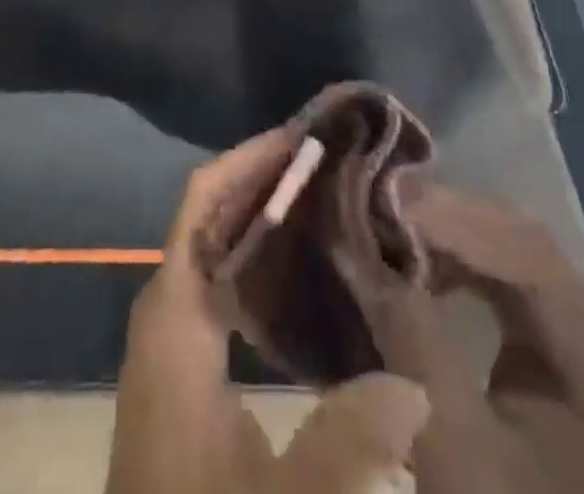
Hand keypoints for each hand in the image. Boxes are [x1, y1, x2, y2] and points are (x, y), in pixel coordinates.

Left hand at [107, 128, 432, 493]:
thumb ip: (346, 445)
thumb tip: (416, 388)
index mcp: (174, 315)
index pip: (202, 203)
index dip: (248, 161)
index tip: (302, 138)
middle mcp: (166, 310)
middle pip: (209, 215)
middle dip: (262, 181)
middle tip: (328, 163)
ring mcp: (172, 340)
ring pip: (214, 249)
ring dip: (261, 217)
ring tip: (325, 201)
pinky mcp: (184, 370)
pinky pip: (219, 285)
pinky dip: (256, 261)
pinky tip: (304, 278)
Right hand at [396, 187, 583, 493]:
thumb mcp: (456, 455)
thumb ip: (410, 336)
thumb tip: (354, 243)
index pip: (531, 253)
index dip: (449, 214)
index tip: (375, 196)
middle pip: (525, 247)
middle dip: (442, 219)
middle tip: (369, 203)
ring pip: (514, 258)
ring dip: (445, 239)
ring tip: (383, 231)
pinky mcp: (576, 361)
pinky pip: (511, 289)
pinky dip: (458, 270)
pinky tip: (416, 270)